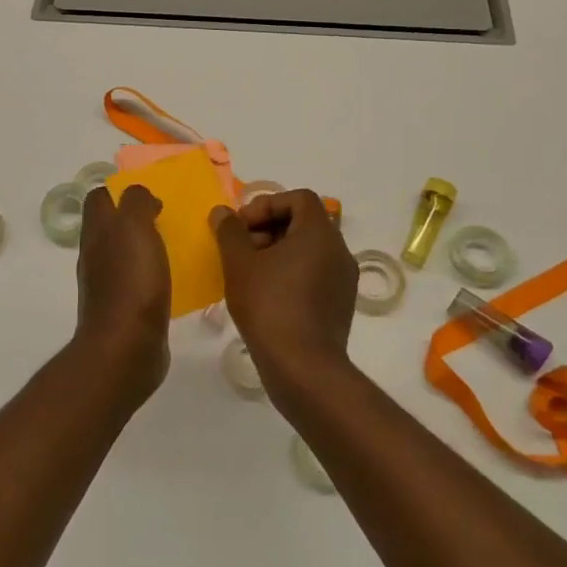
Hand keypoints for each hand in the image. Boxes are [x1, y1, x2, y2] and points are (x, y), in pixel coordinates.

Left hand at [73, 183, 170, 403]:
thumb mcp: (134, 227)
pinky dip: (153, 275)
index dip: (120, 190)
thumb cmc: (131, 281)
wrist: (126, 347)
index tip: (150, 194)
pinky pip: (137, 282)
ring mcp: (107, 284)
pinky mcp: (124, 310)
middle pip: (110, 226)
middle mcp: (96, 255)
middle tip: (168, 217)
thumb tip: (140, 196)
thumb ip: (135, 202)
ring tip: (176, 245)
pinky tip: (174, 279)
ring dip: (145, 246)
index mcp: (97, 232)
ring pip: (124, 254)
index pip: (99, 198)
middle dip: (135, 218)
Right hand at [210, 189, 358, 395]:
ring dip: (277, 252)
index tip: (242, 227)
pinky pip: (314, 274)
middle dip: (268, 229)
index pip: (298, 198)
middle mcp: (339, 250)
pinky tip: (266, 296)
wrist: (303, 368)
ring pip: (308, 250)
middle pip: (303, 222)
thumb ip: (230, 231)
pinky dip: (291, 274)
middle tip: (241, 250)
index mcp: (320, 233)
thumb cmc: (269, 305)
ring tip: (249, 274)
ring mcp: (343, 279)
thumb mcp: (240, 264)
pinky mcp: (340, 304)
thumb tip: (223, 212)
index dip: (267, 204)